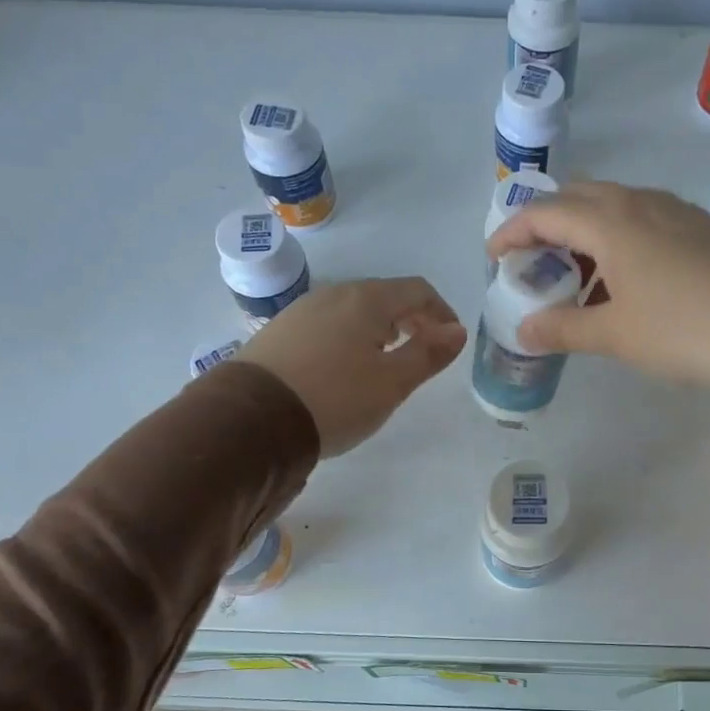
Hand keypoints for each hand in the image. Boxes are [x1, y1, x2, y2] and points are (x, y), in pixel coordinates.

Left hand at [240, 278, 466, 455]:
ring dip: (379, 330)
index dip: (441, 313)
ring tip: (384, 364)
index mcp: (367, 300)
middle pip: (384, 297)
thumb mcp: (392, 382)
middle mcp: (334, 294)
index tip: (450, 341)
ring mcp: (302, 310)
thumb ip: (429, 353)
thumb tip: (457, 331)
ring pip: (354, 311)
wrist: (252, 420)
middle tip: (422, 353)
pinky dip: (349, 338)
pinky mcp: (280, 332)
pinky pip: (327, 325)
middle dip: (411, 320)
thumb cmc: (336, 398)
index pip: (418, 291)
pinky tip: (344, 369)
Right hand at [486, 182, 709, 408]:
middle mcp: (640, 203)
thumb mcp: (614, 335)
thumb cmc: (683, 331)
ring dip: (583, 229)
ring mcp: (674, 211)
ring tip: (575, 273)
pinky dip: (616, 237)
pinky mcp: (699, 228)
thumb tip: (524, 331)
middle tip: (531, 260)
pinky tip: (623, 275)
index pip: (545, 212)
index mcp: (610, 222)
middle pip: (578, 197)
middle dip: (545, 222)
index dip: (511, 232)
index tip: (493, 258)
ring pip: (614, 205)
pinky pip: (642, 219)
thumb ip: (563, 329)